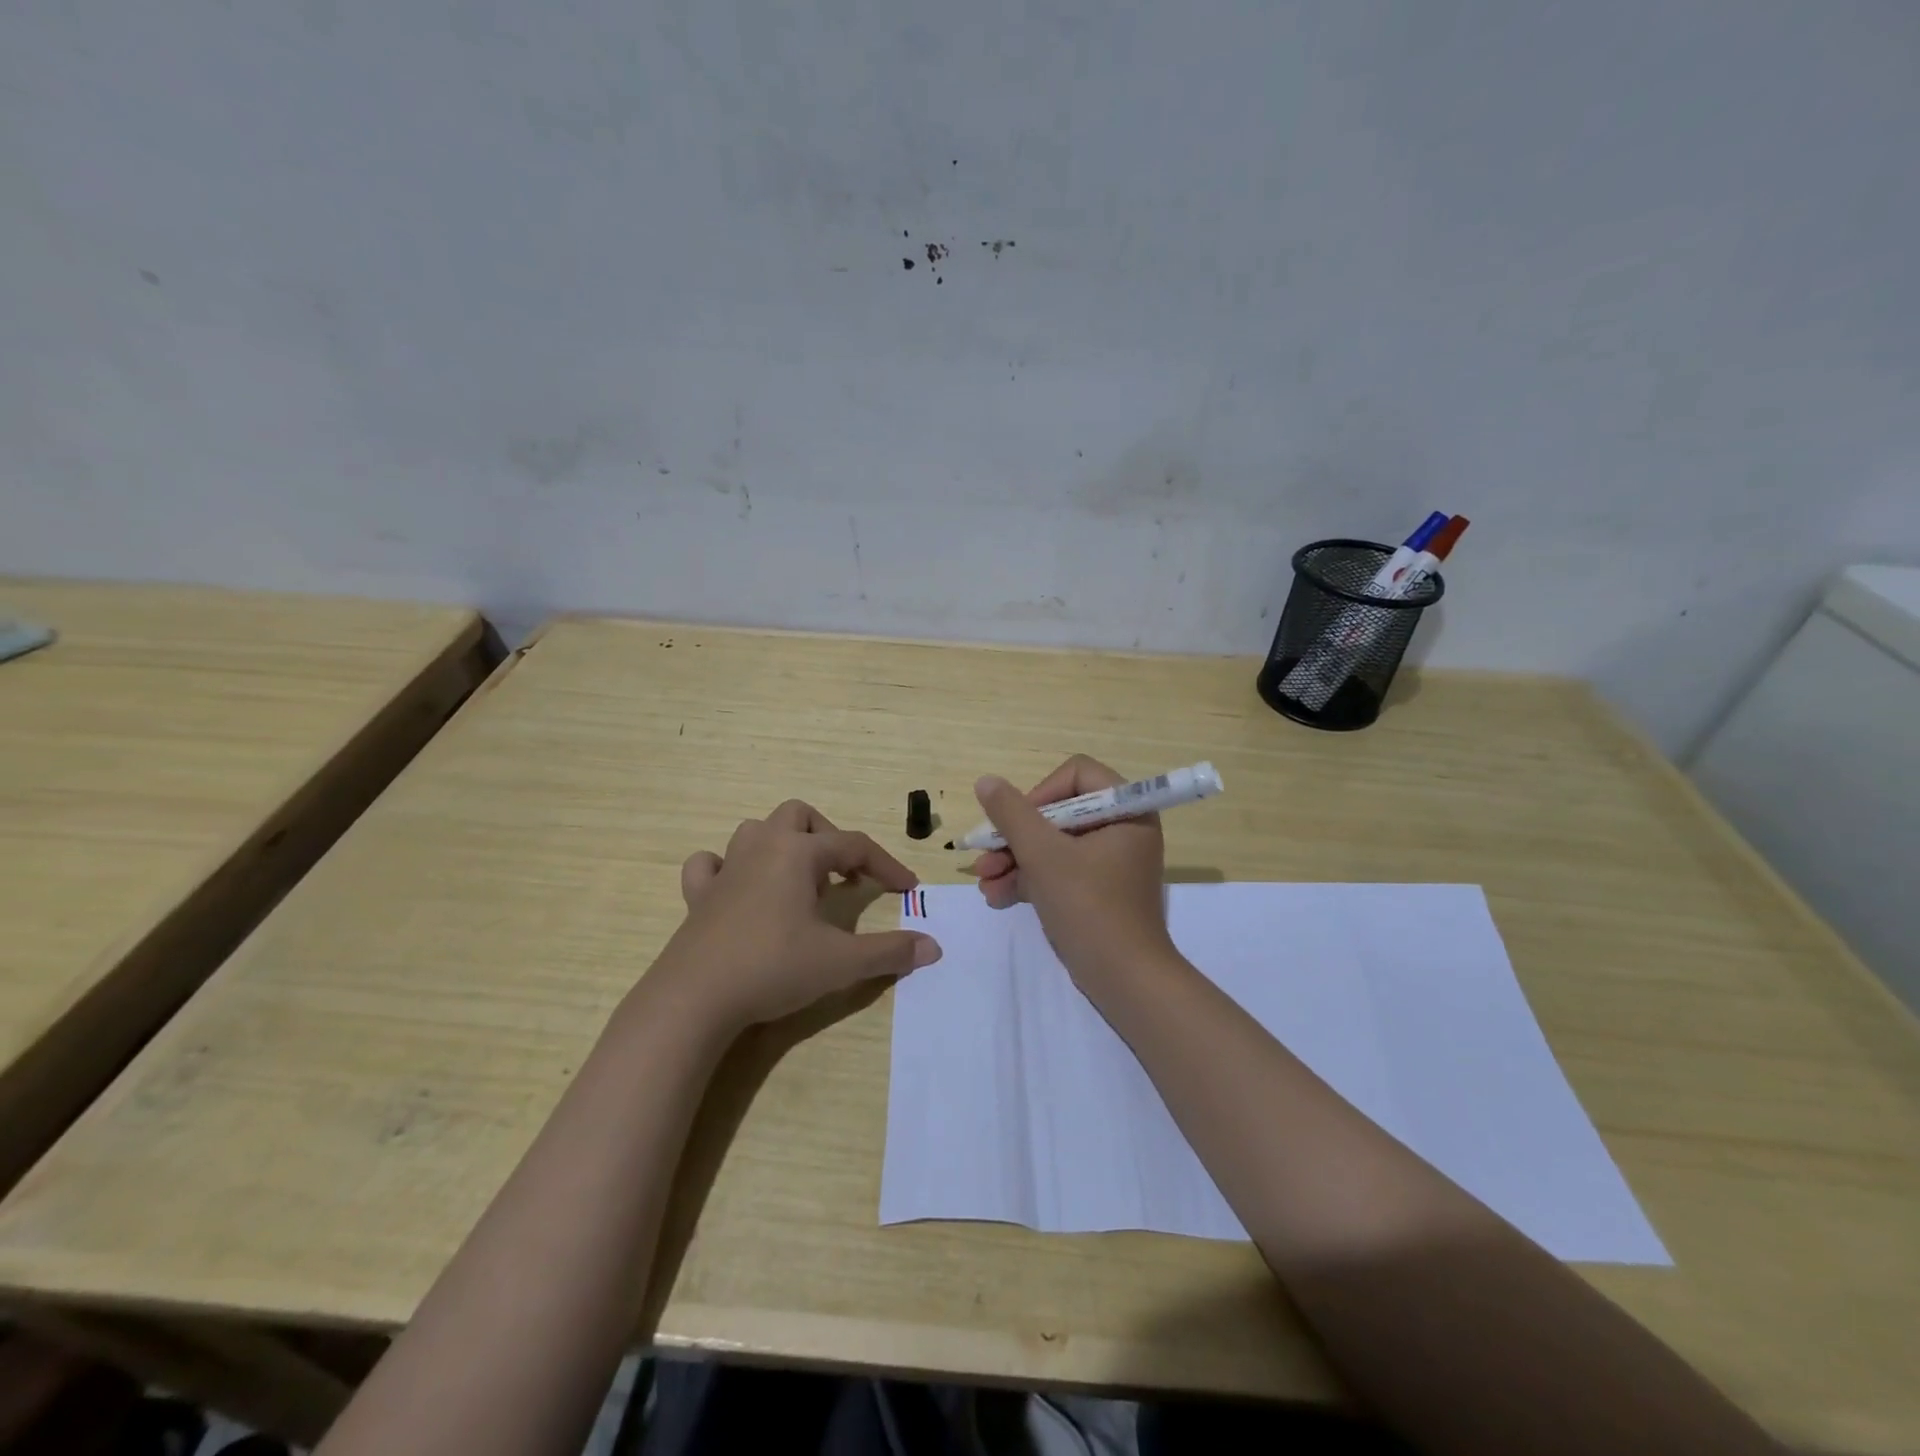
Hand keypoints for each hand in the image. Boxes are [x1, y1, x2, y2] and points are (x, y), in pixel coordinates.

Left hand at [652, 799, 942, 1031]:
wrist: (695, 998)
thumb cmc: (774, 967)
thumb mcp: (841, 962)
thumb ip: (889, 951)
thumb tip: (932, 947)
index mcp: (798, 853)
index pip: (854, 845)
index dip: (886, 865)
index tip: (907, 889)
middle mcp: (762, 848)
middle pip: (799, 816)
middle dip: (828, 838)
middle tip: (842, 876)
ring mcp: (725, 869)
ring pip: (755, 831)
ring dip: (782, 846)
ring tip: (799, 882)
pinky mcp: (698, 896)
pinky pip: (710, 864)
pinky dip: (727, 868)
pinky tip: (740, 889)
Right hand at [968, 755, 1172, 984]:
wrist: (1124, 980)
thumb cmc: (1089, 906)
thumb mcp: (1043, 855)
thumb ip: (1011, 813)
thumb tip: (986, 781)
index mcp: (1126, 810)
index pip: (1076, 775)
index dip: (1039, 794)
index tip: (1015, 823)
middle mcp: (1122, 828)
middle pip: (1058, 812)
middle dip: (1016, 837)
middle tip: (985, 858)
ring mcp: (1110, 861)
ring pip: (1053, 844)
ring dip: (1014, 861)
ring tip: (984, 883)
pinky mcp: (1097, 890)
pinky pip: (1059, 870)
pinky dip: (1030, 880)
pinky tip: (997, 896)